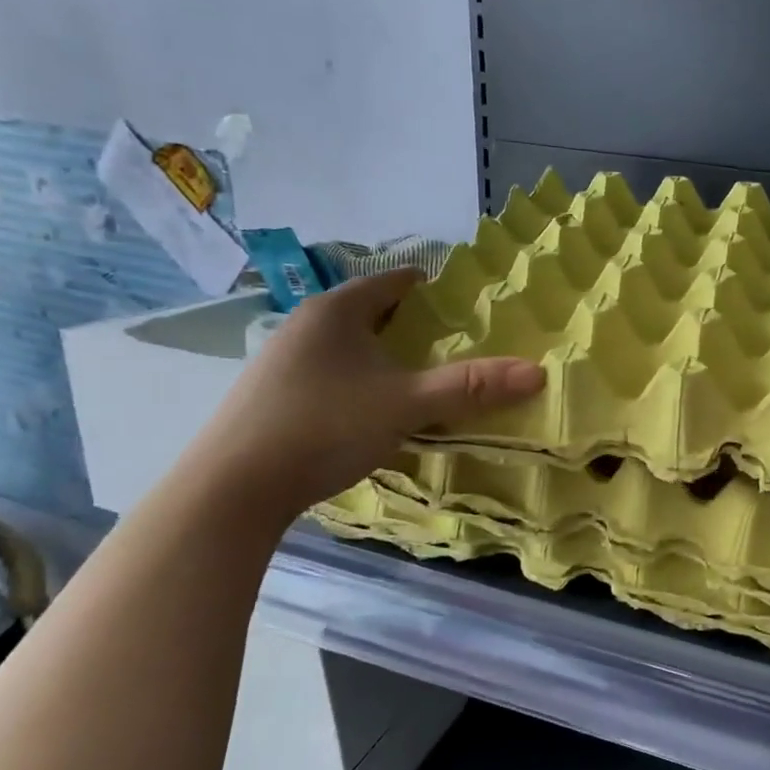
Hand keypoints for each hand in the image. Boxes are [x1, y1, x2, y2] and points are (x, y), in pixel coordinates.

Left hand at [185, 269, 544, 519]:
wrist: (232, 489)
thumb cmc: (324, 427)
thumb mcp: (406, 405)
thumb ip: (471, 387)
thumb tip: (538, 372)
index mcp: (337, 310)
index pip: (394, 281)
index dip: (433, 287)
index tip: (467, 305)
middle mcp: (306, 324)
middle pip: (371, 311)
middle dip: (412, 324)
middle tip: (454, 345)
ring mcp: (283, 359)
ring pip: (348, 344)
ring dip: (383, 354)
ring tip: (419, 378)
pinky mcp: (272, 394)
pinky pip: (330, 371)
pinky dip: (359, 378)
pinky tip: (371, 409)